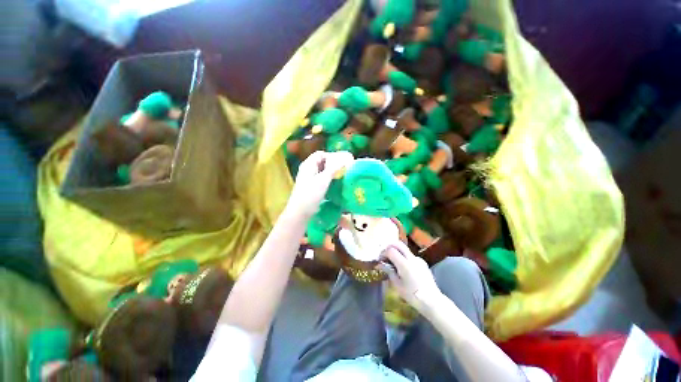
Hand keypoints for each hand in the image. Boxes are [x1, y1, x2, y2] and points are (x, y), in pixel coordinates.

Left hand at [287, 151, 354, 217]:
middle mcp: (307, 169)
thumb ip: (333, 169)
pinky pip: (320, 178)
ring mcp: (308, 178)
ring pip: (321, 171)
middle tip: (343, 168)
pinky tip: (334, 183)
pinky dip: (328, 179)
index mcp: (308, 165)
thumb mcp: (323, 180)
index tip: (341, 161)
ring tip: (341, 175)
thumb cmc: (311, 194)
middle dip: (332, 164)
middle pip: (321, 162)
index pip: (320, 154)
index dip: (331, 156)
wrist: (300, 211)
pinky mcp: (311, 186)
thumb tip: (343, 160)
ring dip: (330, 172)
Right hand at [379, 241, 442, 312]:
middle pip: (398, 244)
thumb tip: (381, 264)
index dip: (384, 253)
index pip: (391, 250)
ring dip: (397, 252)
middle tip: (385, 255)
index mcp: (404, 264)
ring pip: (405, 249)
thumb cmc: (412, 295)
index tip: (381, 259)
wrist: (432, 301)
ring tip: (394, 263)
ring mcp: (418, 259)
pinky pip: (411, 256)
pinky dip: (404, 258)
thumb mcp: (397, 285)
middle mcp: (412, 258)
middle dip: (390, 247)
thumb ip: (389, 271)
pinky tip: (404, 268)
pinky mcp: (423, 263)